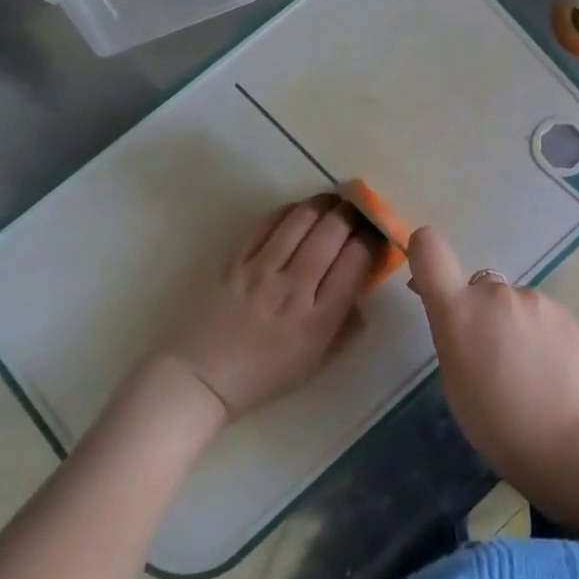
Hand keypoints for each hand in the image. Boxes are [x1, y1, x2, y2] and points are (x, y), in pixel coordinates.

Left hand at [165, 196, 375, 418]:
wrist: (200, 378)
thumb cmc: (264, 376)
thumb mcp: (317, 362)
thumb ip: (348, 324)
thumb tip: (366, 285)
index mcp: (318, 320)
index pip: (357, 262)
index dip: (373, 239)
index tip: (377, 234)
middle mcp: (293, 289)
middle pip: (333, 232)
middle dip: (354, 213)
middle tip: (361, 209)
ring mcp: (261, 271)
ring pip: (302, 219)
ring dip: (325, 203)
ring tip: (336, 200)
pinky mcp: (235, 260)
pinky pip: (268, 223)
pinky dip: (291, 210)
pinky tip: (301, 211)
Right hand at [407, 226, 578, 505]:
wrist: (571, 441)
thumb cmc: (497, 424)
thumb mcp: (455, 381)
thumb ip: (452, 334)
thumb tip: (453, 311)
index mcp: (459, 310)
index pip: (430, 249)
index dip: (424, 251)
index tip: (427, 276)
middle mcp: (495, 293)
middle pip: (478, 287)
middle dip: (479, 311)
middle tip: (491, 357)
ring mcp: (534, 299)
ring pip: (512, 303)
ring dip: (512, 324)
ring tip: (527, 371)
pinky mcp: (565, 311)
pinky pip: (540, 315)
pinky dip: (539, 333)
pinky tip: (551, 369)